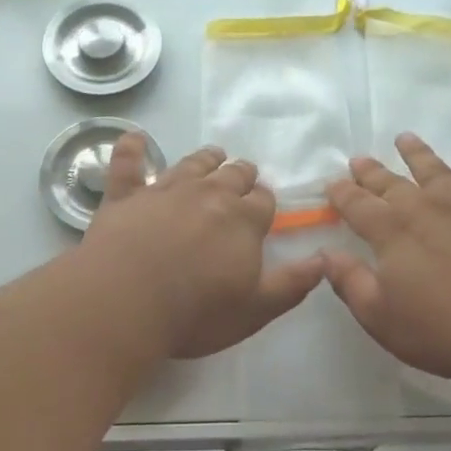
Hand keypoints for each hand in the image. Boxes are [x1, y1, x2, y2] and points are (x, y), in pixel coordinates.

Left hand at [83, 134, 324, 358]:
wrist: (125, 301)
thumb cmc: (196, 312)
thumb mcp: (255, 310)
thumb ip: (291, 284)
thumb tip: (324, 260)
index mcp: (243, 220)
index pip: (263, 201)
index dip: (264, 202)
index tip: (262, 206)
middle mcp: (207, 195)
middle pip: (232, 175)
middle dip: (241, 175)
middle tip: (242, 177)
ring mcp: (164, 191)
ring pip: (191, 164)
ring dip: (205, 159)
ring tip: (212, 156)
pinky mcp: (125, 196)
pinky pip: (128, 164)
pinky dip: (131, 149)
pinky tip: (133, 139)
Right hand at [322, 134, 450, 381]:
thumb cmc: (439, 330)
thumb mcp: (378, 315)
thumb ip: (349, 281)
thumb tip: (325, 254)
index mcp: (392, 234)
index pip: (359, 205)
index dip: (342, 193)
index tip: (331, 183)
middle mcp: (426, 212)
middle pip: (393, 184)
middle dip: (372, 172)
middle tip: (358, 159)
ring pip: (438, 173)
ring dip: (419, 155)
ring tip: (406, 139)